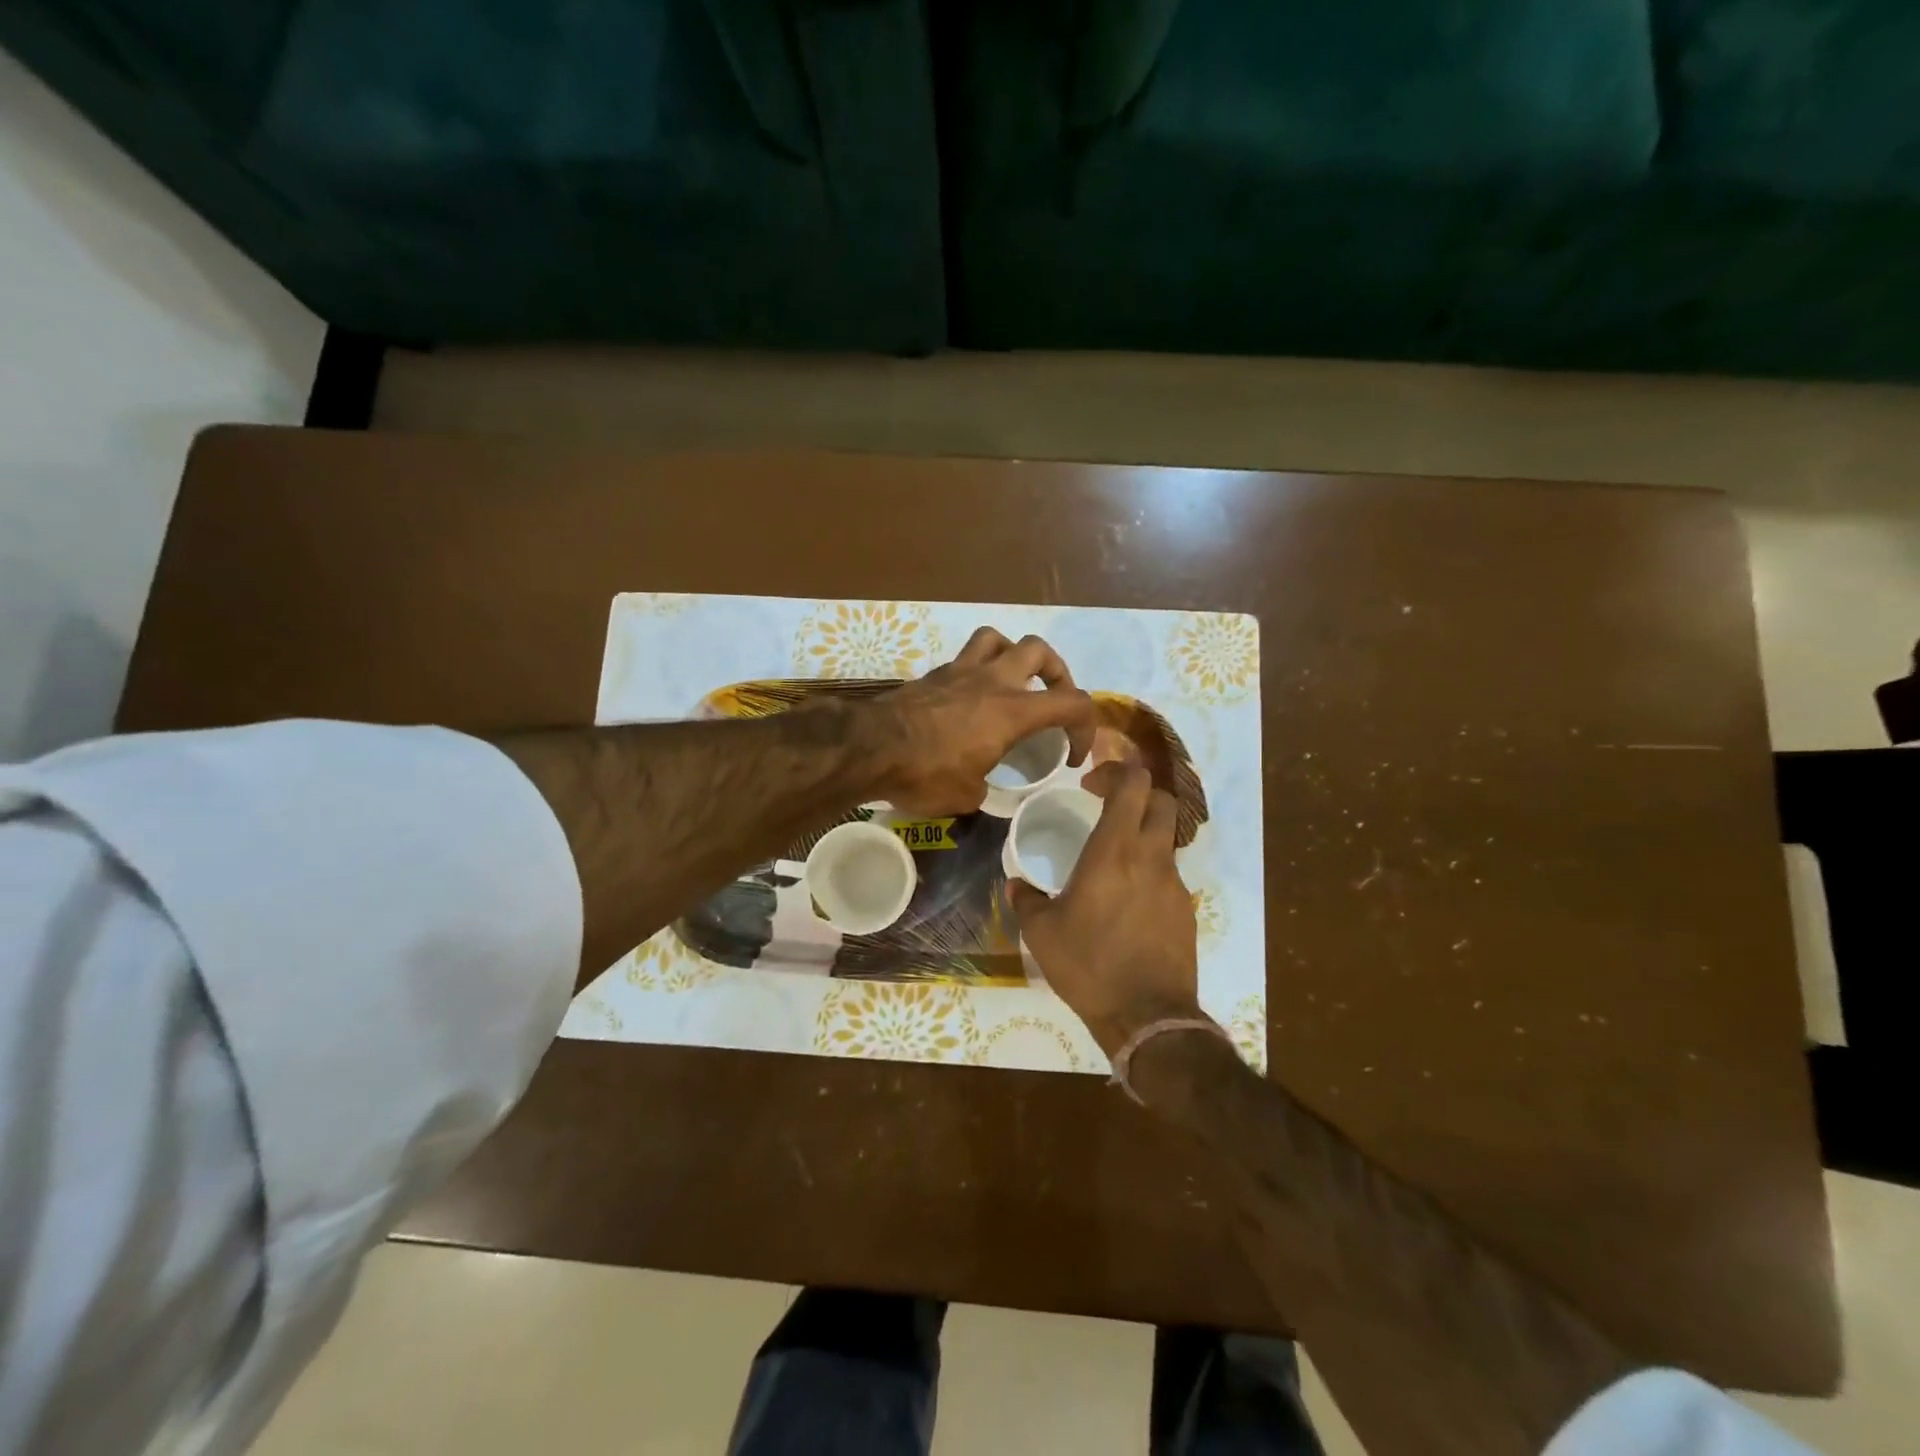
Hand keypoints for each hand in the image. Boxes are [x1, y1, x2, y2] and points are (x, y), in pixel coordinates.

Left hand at [868, 627, 1095, 815]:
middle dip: (1056, 673)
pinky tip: (969, 697)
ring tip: (1011, 682)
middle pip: (1039, 651)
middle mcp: (992, 681)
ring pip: (998, 638)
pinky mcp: (932, 674)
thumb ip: (984, 785)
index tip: (1072, 756)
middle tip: (1051, 699)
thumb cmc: (924, 774)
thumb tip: (979, 782)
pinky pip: (964, 657)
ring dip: (1012, 655)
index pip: (1073, 703)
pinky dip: (976, 670)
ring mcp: (959, 672)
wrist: (869, 748)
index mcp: (1012, 711)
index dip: (1086, 728)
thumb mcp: (966, 796)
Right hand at [1008, 761, 1203, 1055]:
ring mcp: (1174, 883)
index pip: (1133, 784)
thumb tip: (1017, 885)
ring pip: (1166, 837)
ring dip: (1142, 833)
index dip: (1114, 771)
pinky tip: (1126, 901)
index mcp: (1114, 851)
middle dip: (1136, 793)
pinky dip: (1149, 870)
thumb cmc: (1088, 966)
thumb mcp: (1041, 933)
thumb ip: (1027, 900)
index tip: (1089, 786)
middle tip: (1105, 807)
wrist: (1148, 1016)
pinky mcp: (1186, 909)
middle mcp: (1150, 857)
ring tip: (1112, 860)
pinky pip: (1168, 874)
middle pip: (1161, 800)